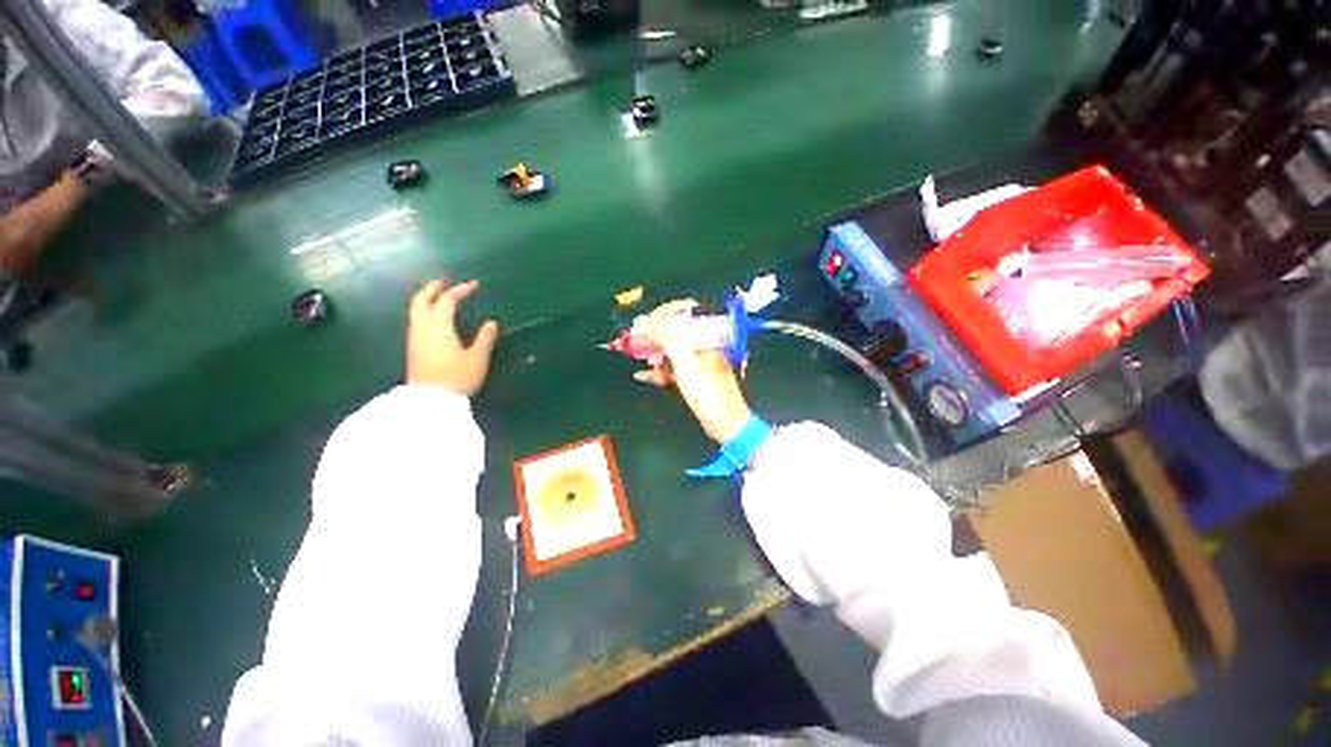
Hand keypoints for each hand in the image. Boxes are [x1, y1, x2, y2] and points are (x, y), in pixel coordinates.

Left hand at [407, 279, 499, 395]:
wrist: (431, 401)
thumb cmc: (456, 377)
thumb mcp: (477, 358)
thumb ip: (485, 338)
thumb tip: (491, 323)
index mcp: (439, 325)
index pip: (448, 300)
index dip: (461, 290)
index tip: (475, 285)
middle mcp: (423, 327)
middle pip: (422, 299)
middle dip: (433, 288)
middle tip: (445, 281)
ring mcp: (415, 337)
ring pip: (416, 310)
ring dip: (426, 299)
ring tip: (439, 297)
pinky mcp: (413, 348)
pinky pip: (416, 320)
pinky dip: (424, 311)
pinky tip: (434, 319)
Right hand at [632, 300, 752, 443]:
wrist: (726, 422)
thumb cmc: (707, 391)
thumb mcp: (685, 362)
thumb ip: (667, 338)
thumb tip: (646, 321)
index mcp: (707, 333)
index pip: (681, 311)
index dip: (659, 316)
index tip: (640, 326)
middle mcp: (704, 342)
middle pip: (674, 330)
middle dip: (654, 338)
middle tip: (637, 346)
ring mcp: (700, 359)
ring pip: (672, 349)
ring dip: (657, 356)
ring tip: (649, 366)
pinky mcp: (695, 376)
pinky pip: (673, 367)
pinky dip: (659, 370)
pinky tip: (643, 375)